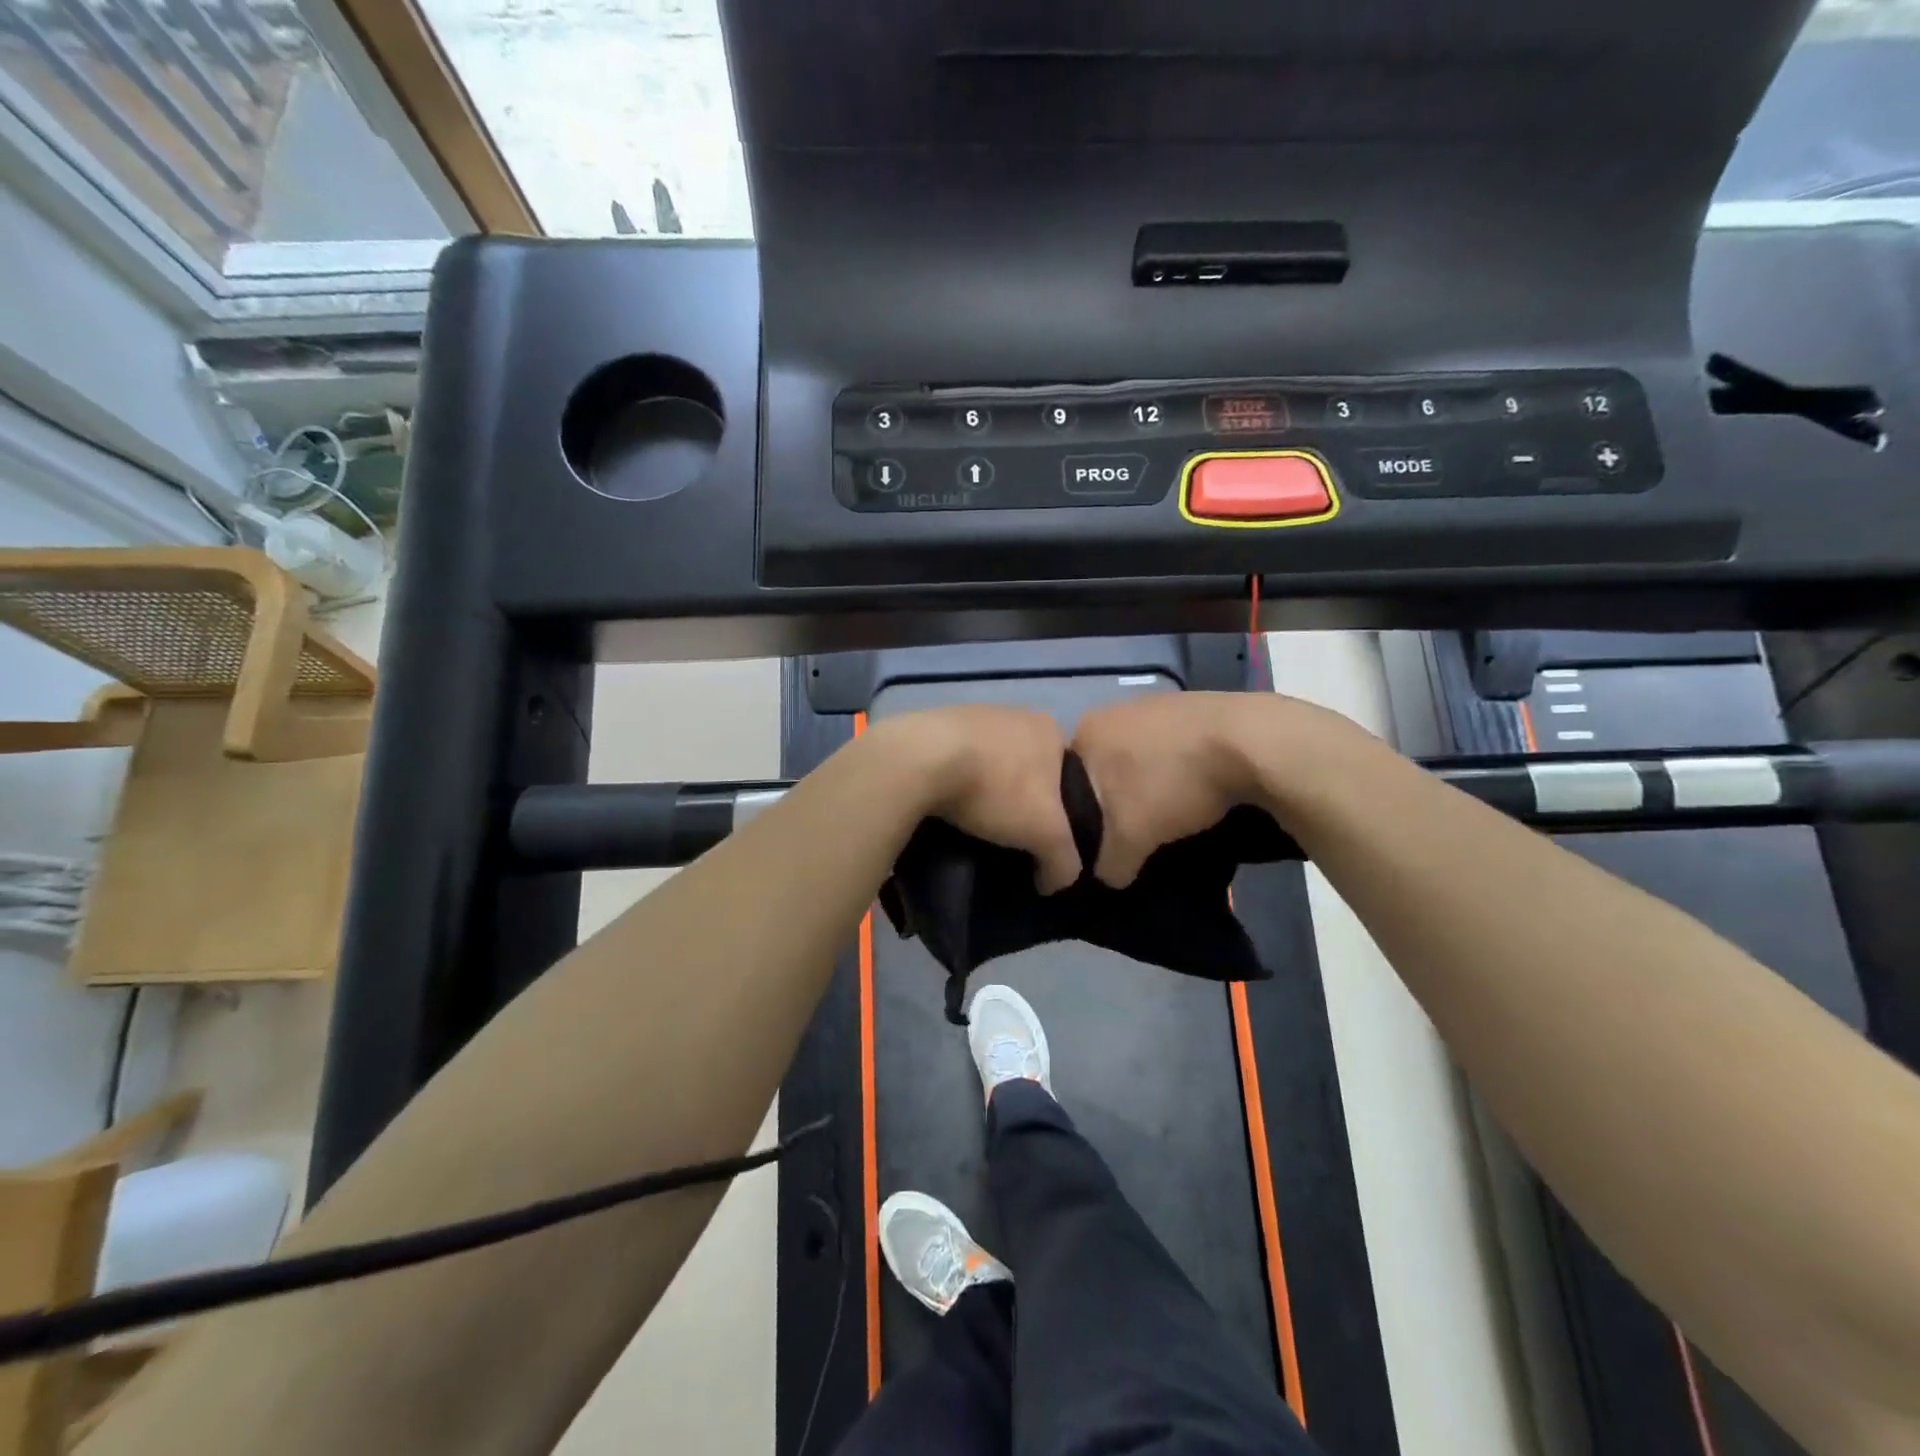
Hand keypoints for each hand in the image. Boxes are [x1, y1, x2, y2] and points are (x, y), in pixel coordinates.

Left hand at [868, 706, 1081, 891]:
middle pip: (1027, 766)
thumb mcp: (1046, 834)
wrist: (921, 760)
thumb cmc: (997, 788)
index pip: (1067, 774)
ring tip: (975, 823)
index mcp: (1049, 729)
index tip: (1043, 837)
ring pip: (989, 760)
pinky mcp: (934, 723)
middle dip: (1021, 798)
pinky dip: (955, 779)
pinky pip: (955, 758)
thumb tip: (1055, 882)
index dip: (1060, 809)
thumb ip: (1064, 861)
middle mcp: (1015, 712)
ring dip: (986, 788)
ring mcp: (973, 713)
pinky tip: (946, 803)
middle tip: (1010, 834)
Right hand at [1069, 693, 1265, 886]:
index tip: (1101, 839)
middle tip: (1134, 830)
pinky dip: (1176, 767)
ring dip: (1147, 782)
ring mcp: (1153, 703)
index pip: (1065, 783)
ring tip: (1169, 811)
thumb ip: (1107, 864)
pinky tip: (1195, 787)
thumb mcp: (1130, 839)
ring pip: (1137, 756)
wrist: (1249, 743)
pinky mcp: (1190, 706)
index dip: (1081, 815)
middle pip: (1102, 768)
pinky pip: (1170, 746)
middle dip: (1115, 799)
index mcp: (1085, 732)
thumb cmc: (1172, 784)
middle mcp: (1111, 711)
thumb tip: (1106, 876)